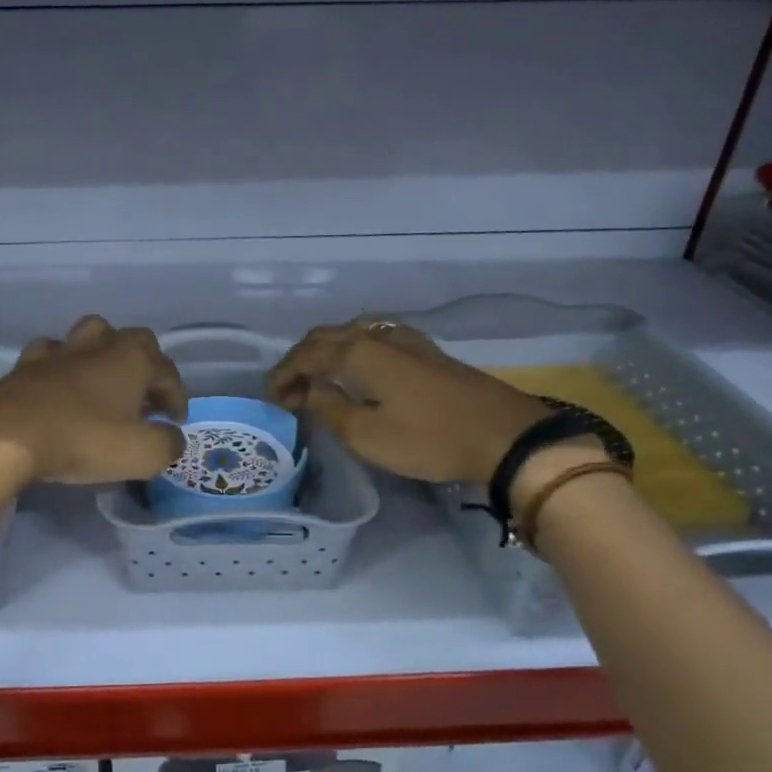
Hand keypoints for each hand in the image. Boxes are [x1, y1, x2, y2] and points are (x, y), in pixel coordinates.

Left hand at [0, 316, 187, 484]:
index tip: (175, 422)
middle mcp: (98, 346)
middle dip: (144, 364)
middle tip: (143, 396)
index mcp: (132, 360)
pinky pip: (49, 354)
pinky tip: (58, 384)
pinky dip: (60, 366)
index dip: (177, 396)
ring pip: (89, 336)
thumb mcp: (143, 454)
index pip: (167, 371)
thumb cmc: (84, 441)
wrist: (8, 437)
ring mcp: (59, 353)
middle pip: (131, 340)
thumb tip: (171, 437)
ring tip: (103, 382)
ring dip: (102, 354)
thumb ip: (168, 444)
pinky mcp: (25, 366)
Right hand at [267, 319, 547, 483]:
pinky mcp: (425, 350)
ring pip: (350, 333)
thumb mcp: (366, 435)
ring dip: (325, 352)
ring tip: (317, 380)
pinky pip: (372, 339)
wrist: (502, 435)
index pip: (305, 355)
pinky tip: (356, 370)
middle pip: (325, 336)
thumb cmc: (428, 439)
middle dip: (300, 360)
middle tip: (288, 391)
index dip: (283, 374)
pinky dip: (350, 351)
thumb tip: (305, 391)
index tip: (270, 398)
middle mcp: (376, 337)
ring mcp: (404, 339)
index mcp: (357, 353)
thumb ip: (327, 408)